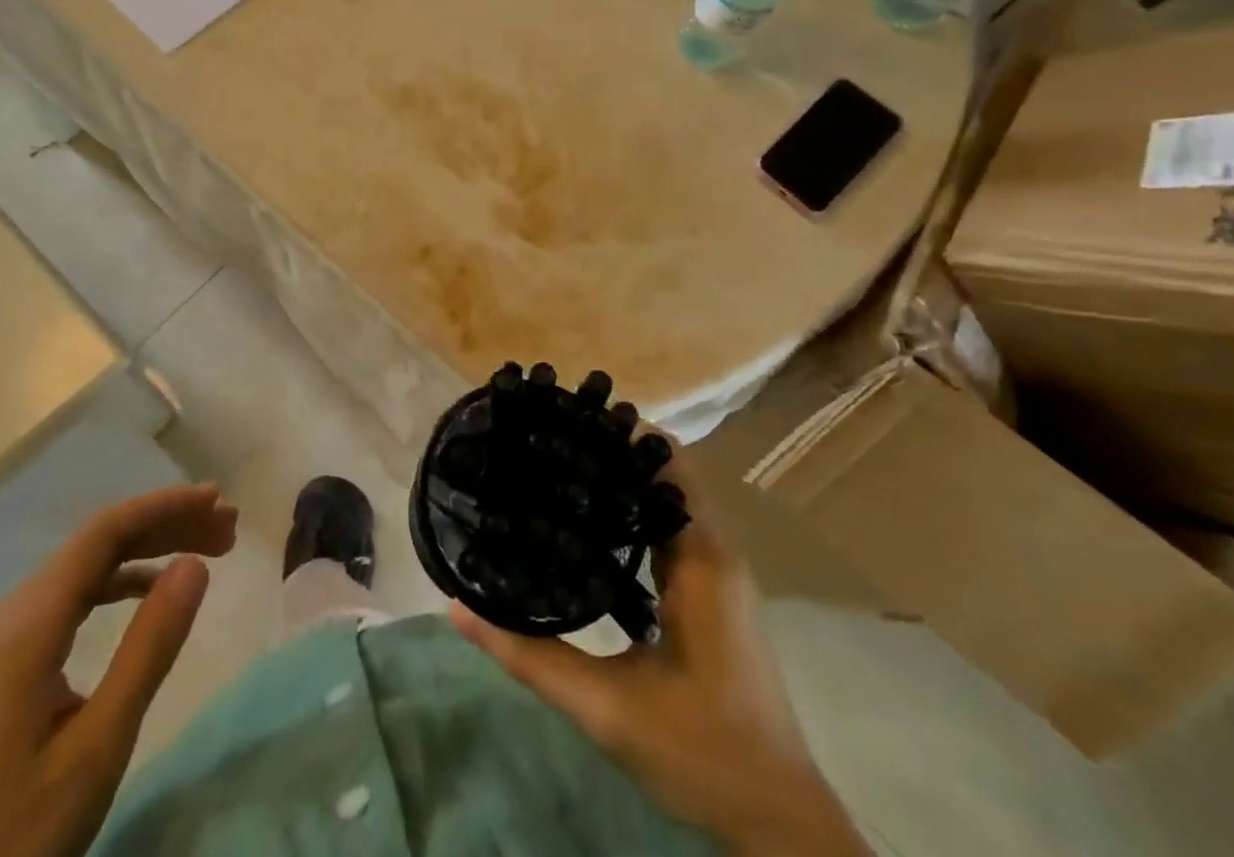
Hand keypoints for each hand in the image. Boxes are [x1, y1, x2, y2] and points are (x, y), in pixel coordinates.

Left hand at [0, 485, 238, 856]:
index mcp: (32, 619)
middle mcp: (19, 610)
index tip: (218, 500)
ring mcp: (13, 634)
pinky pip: (79, 595)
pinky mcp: (16, 660)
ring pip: (92, 565)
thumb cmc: (21, 833)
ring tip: (208, 550)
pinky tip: (155, 591)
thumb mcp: (100, 742)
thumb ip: (150, 646)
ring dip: (151, 549)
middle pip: (101, 541)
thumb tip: (195, 563)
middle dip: (167, 523)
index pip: (106, 531)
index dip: (165, 506)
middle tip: (228, 527)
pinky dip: (125, 580)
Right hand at [450, 460, 869, 856]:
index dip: (619, 432)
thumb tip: (456, 608)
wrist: (777, 823)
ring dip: (621, 480)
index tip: (564, 418)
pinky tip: (588, 525)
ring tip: (557, 468)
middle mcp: (715, 551)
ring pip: (669, 499)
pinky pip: (671, 528)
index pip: (667, 461)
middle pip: (665, 471)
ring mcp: (718, 572)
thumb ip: (528, 656)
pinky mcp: (713, 593)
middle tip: (547, 439)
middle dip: (610, 449)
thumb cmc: (700, 752)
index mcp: (700, 559)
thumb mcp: (604, 707)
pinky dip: (633, 512)